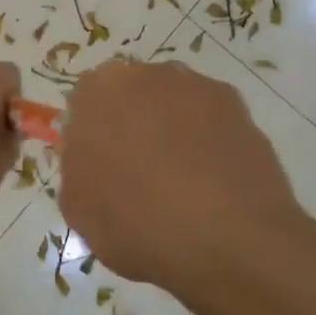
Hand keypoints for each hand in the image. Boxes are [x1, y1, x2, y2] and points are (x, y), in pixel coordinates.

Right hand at [58, 59, 315, 304]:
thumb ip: (76, 168)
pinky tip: (213, 183)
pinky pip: (210, 120)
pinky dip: (208, 142)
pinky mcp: (238, 105)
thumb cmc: (137, 224)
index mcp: (98, 90)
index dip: (92, 137)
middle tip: (139, 174)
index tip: (101, 171)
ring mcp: (197, 86)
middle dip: (132, 125)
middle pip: (131, 96)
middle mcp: (147, 73)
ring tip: (183, 183)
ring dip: (172, 130)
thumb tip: (92, 157)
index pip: (85, 104)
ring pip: (173, 104)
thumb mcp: (78, 209)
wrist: (231, 241)